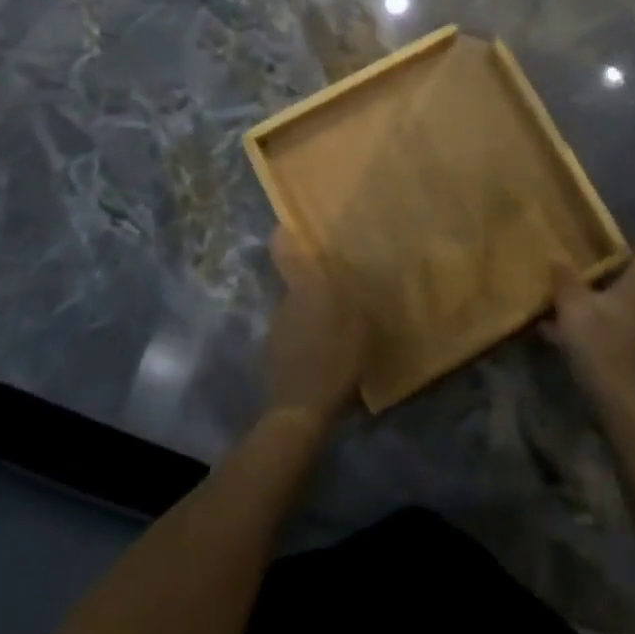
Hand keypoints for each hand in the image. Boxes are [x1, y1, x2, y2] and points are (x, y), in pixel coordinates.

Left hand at [265, 229, 369, 425]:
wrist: (300, 409)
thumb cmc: (335, 359)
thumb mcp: (360, 325)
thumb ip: (358, 298)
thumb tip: (358, 279)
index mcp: (305, 288)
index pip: (285, 252)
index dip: (283, 235)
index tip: (286, 224)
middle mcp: (285, 300)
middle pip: (295, 281)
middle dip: (312, 281)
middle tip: (336, 286)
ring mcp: (276, 326)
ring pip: (295, 308)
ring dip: (311, 312)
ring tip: (334, 323)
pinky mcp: (273, 351)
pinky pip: (292, 332)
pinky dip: (305, 336)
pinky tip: (322, 350)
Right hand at [543, 218, 634, 409]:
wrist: (616, 399)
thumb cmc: (601, 343)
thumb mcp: (575, 307)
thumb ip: (566, 280)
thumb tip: (557, 253)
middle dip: (633, 270)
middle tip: (617, 257)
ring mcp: (633, 330)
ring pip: (624, 305)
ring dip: (607, 296)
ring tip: (576, 288)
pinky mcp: (622, 350)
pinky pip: (604, 325)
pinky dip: (585, 321)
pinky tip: (551, 328)